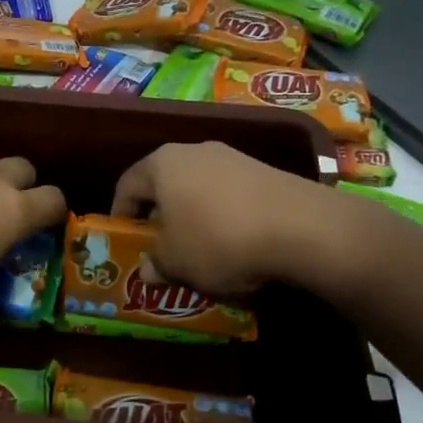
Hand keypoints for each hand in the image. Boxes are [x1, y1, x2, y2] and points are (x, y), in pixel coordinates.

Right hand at [111, 141, 381, 297]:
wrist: (302, 227)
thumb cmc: (219, 239)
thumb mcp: (177, 262)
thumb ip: (156, 264)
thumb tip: (148, 271)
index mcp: (162, 164)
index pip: (127, 184)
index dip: (120, 213)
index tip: (123, 238)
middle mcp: (194, 151)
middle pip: (165, 183)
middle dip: (160, 215)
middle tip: (159, 246)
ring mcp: (233, 158)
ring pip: (200, 188)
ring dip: (194, 216)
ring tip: (199, 249)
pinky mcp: (265, 171)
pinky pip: (231, 195)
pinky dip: (225, 216)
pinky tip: (236, 243)